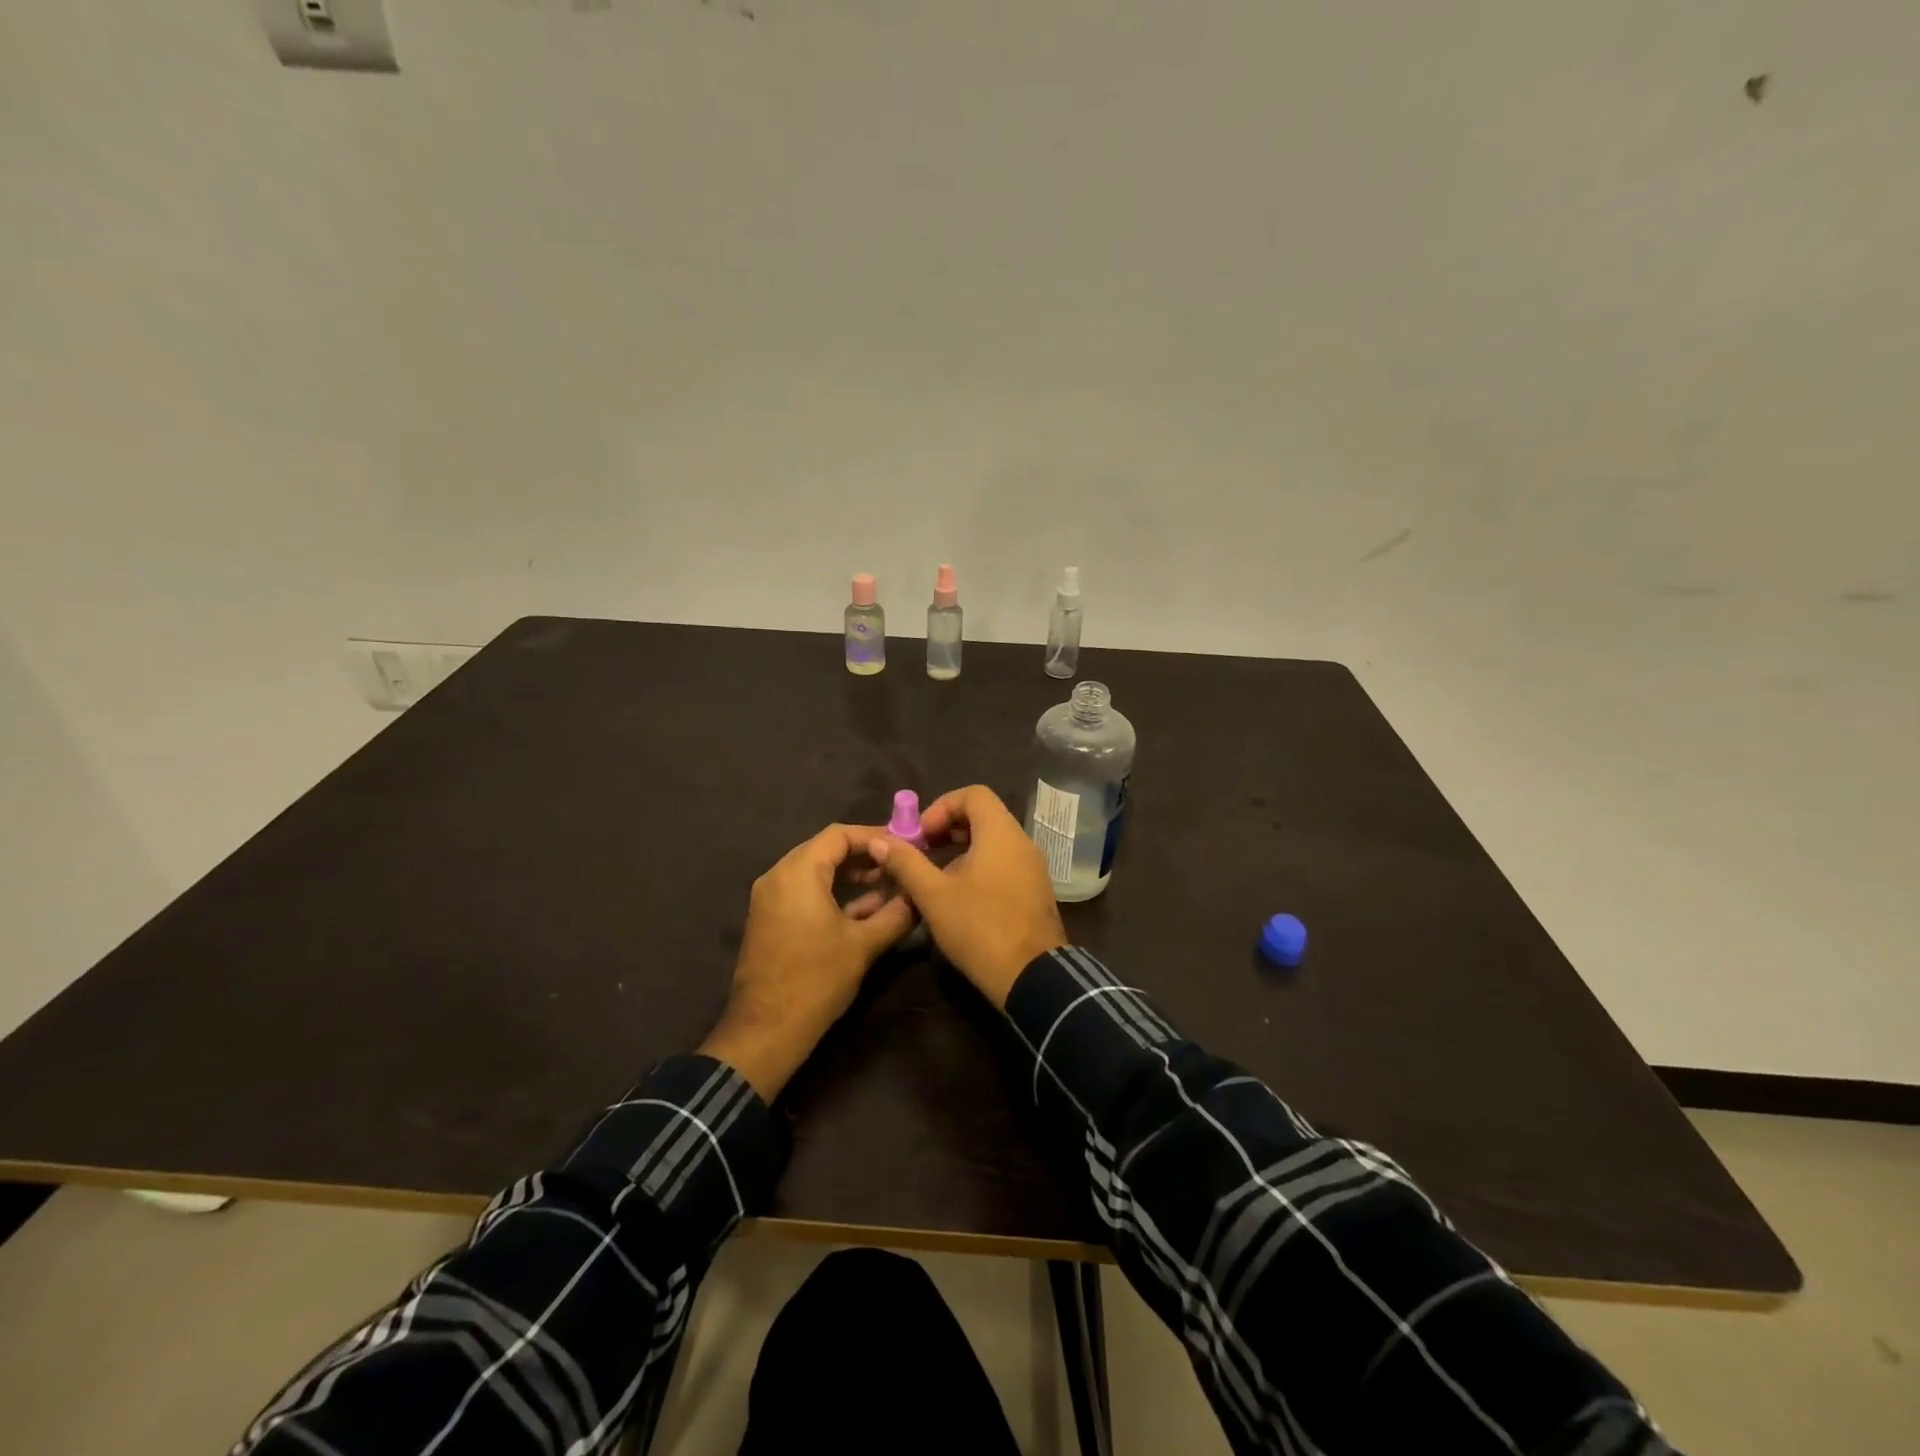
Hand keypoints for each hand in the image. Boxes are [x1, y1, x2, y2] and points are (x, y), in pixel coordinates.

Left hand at [700, 824, 914, 1099]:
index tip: (904, 844)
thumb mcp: (864, 945)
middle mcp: (778, 876)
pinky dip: (832, 892)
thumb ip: (897, 913)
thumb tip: (921, 895)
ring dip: (850, 874)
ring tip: (887, 882)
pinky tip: (865, 907)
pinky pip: (804, 891)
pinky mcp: (770, 919)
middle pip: (825, 849)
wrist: (766, 1031)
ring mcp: (770, 898)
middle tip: (899, 861)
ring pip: (815, 871)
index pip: (839, 835)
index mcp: (798, 872)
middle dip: (864, 854)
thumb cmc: (816, 980)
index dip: (874, 835)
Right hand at [868, 785, 1065, 1007]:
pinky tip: (959, 897)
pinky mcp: (1035, 891)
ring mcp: (1032, 867)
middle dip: (947, 828)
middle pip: (983, 816)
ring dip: (961, 850)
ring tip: (934, 878)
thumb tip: (879, 840)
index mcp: (1001, 833)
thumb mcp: (933, 895)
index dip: (941, 806)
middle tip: (920, 852)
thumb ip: (906, 863)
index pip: (973, 794)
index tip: (920, 835)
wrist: (1032, 977)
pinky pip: (1004, 863)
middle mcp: (1022, 842)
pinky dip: (979, 867)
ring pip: (993, 842)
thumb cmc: (980, 927)